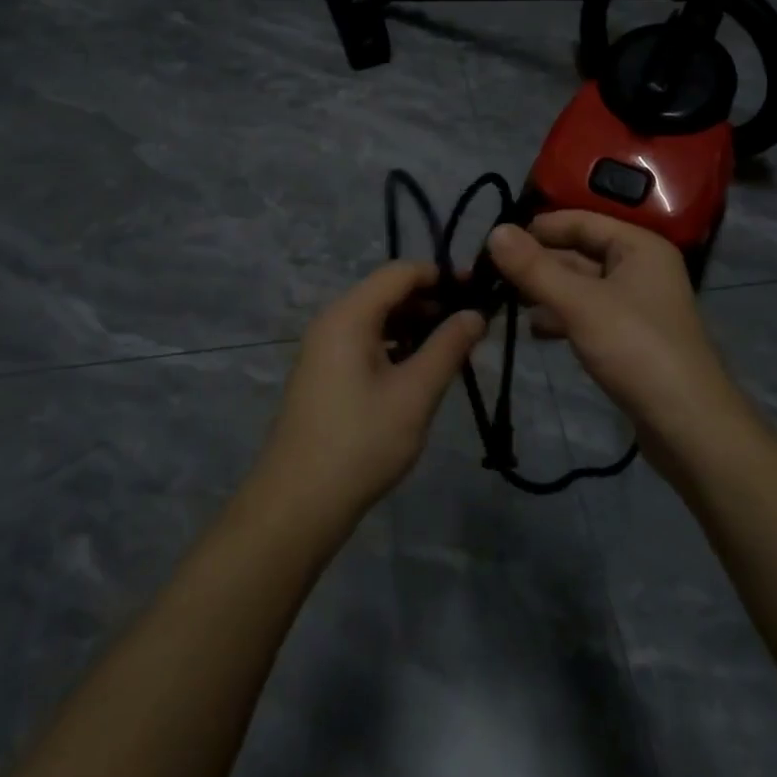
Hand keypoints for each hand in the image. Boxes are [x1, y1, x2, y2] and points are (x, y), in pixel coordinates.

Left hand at [258, 262, 485, 519]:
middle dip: (431, 302)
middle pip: (387, 292)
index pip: (400, 272)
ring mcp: (325, 347)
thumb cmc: (361, 442)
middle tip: (473, 324)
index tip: (478, 290)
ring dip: (416, 325)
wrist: (298, 504)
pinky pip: (366, 341)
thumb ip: (448, 347)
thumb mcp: (414, 394)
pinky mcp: (325, 372)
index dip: (441, 275)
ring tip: (454, 347)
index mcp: (349, 315)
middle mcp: (333, 320)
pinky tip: (421, 369)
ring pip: (378, 318)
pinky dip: (396, 345)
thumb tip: (475, 313)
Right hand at [486, 213, 746, 452]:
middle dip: (538, 263)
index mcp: (638, 246)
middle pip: (579, 253)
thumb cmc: (636, 349)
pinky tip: (535, 330)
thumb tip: (494, 232)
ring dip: (546, 291)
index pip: (579, 221)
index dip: (537, 229)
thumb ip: (534, 268)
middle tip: (490, 275)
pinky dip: (562, 316)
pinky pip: (588, 313)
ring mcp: (637, 304)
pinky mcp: (630, 337)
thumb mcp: (579, 304)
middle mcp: (640, 267)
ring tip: (506, 302)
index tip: (494, 242)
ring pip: (581, 285)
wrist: (688, 426)